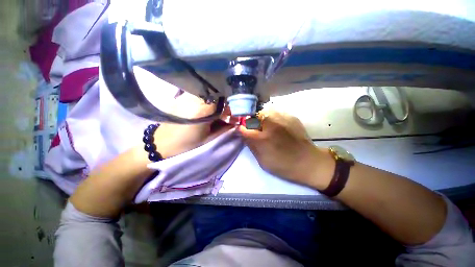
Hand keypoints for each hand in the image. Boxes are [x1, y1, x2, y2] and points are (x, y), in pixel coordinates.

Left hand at [153, 92, 232, 157]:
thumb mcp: (209, 139)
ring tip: (217, 113)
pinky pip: (200, 95)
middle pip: (217, 95)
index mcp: (203, 110)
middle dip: (225, 104)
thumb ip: (225, 129)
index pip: (224, 101)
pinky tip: (207, 110)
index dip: (232, 108)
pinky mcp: (182, 97)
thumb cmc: (186, 144)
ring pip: (209, 94)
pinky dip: (207, 101)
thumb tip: (236, 122)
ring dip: (216, 102)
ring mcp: (187, 96)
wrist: (161, 144)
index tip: (234, 115)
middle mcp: (195, 98)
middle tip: (227, 115)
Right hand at [238, 110, 332, 186]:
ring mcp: (282, 118)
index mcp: (263, 138)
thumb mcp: (262, 160)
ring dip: (262, 118)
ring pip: (265, 112)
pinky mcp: (291, 117)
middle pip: (254, 116)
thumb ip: (251, 145)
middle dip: (251, 122)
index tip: (241, 131)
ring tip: (266, 127)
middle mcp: (271, 124)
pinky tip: (277, 126)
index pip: (244, 128)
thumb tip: (243, 134)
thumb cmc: (283, 165)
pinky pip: (276, 113)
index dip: (241, 129)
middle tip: (255, 130)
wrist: (309, 162)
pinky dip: (273, 118)